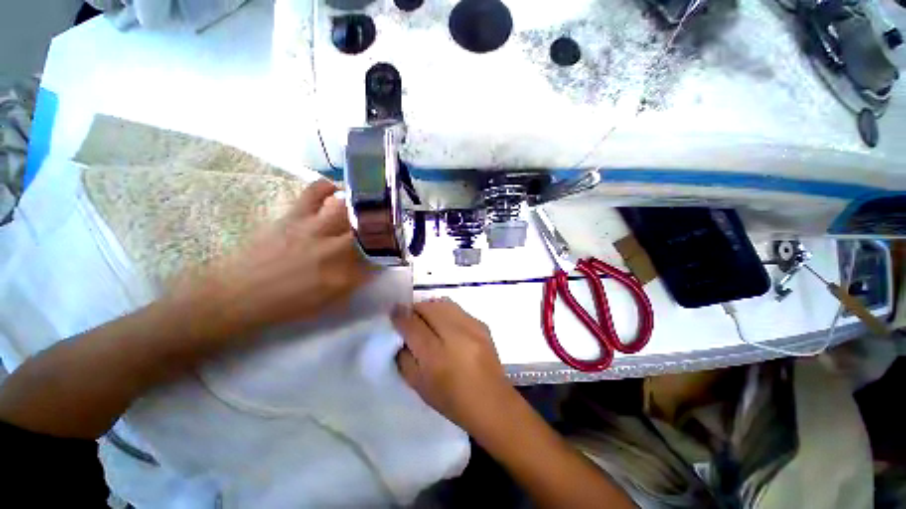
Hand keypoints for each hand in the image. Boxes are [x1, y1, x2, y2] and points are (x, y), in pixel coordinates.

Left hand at [176, 179, 372, 339]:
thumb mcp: (331, 302)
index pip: (380, 258)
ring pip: (350, 208)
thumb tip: (373, 265)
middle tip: (385, 226)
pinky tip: (336, 193)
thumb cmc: (288, 305)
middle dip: (384, 226)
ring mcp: (315, 228)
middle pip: (372, 228)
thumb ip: (356, 282)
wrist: (240, 295)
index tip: (393, 250)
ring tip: (366, 208)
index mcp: (345, 275)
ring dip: (362, 207)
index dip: (390, 252)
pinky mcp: (295, 215)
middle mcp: (336, 249)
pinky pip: (316, 190)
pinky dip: (329, 187)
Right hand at [393, 299, 516, 431]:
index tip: (393, 312)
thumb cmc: (451, 400)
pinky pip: (457, 309)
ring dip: (430, 308)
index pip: (412, 324)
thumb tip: (401, 335)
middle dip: (415, 309)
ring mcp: (471, 327)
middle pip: (428, 307)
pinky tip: (446, 325)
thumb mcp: (418, 385)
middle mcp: (455, 334)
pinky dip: (446, 312)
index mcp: (436, 355)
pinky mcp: (482, 324)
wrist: (492, 402)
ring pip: (443, 303)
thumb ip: (404, 357)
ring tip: (427, 319)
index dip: (400, 315)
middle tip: (410, 317)